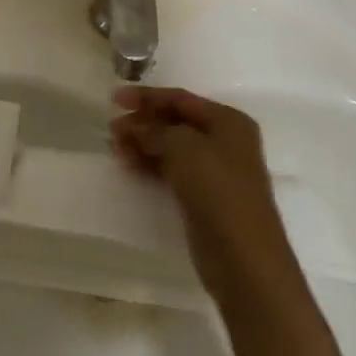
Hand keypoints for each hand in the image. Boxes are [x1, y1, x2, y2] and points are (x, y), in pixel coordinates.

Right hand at [110, 87, 300, 307]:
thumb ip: (156, 131)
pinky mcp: (205, 197)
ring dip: (144, 144)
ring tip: (115, 147)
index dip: (147, 97)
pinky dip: (152, 165)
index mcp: (228, 121)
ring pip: (173, 148)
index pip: (181, 99)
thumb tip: (135, 127)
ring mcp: (216, 171)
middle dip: (144, 122)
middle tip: (112, 129)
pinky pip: (173, 171)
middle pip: (176, 122)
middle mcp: (225, 141)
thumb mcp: (184, 148)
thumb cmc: (217, 190)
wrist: (243, 258)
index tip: (115, 99)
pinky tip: (130, 166)